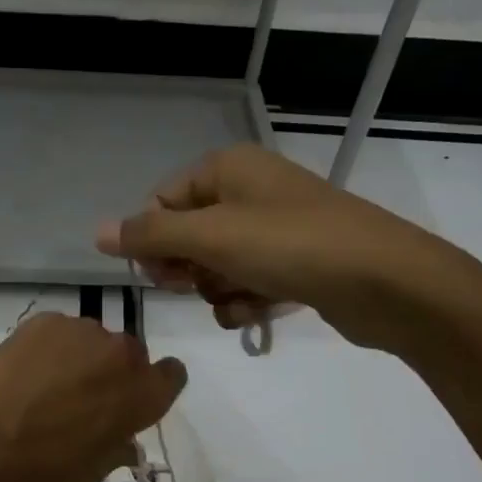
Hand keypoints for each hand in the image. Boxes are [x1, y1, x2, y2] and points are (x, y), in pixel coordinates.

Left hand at [0, 313, 186, 481]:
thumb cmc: (46, 469)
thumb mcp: (95, 469)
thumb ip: (120, 445)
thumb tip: (126, 441)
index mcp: (144, 393)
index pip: (172, 374)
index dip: (154, 385)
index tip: (134, 398)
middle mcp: (123, 354)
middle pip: (130, 355)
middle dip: (113, 372)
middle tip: (83, 397)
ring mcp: (84, 331)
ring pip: (93, 340)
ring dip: (81, 357)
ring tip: (48, 384)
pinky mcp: (46, 320)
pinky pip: (60, 332)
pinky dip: (50, 347)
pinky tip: (27, 371)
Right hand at [96, 143, 450, 349]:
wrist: (385, 281)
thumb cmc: (290, 246)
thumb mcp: (211, 236)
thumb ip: (150, 234)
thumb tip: (96, 231)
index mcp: (227, 169)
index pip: (162, 202)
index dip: (153, 242)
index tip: (161, 274)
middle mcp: (249, 192)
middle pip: (188, 236)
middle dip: (190, 269)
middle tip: (201, 285)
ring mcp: (275, 229)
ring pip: (217, 266)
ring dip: (218, 291)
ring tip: (242, 300)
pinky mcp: (296, 264)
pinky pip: (249, 283)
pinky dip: (247, 301)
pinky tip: (260, 312)